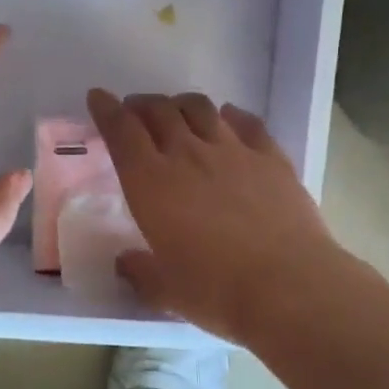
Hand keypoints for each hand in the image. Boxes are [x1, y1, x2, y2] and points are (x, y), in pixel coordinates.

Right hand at [88, 89, 355, 345]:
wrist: (289, 286)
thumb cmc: (216, 291)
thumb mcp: (164, 290)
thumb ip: (139, 272)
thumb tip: (126, 262)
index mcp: (150, 182)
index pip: (121, 131)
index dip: (106, 110)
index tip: (98, 98)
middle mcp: (188, 154)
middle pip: (159, 110)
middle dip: (141, 104)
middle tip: (136, 111)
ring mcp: (233, 150)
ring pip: (200, 108)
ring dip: (181, 104)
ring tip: (177, 112)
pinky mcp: (271, 157)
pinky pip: (246, 122)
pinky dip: (230, 115)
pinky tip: (228, 119)